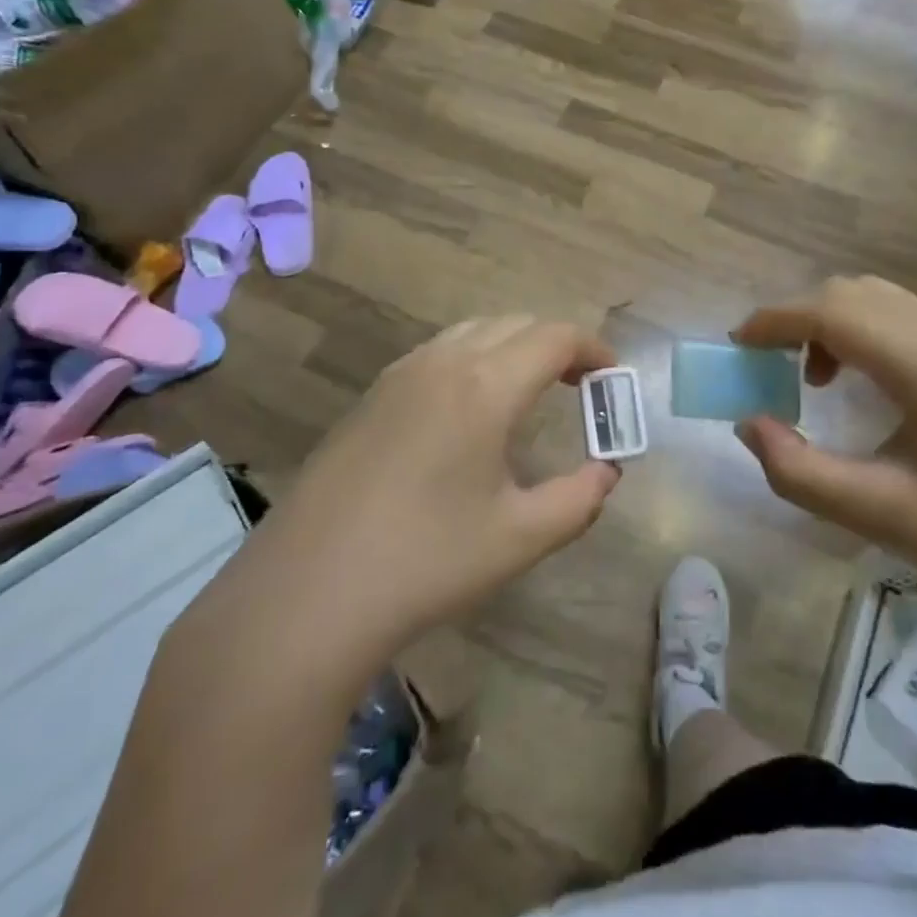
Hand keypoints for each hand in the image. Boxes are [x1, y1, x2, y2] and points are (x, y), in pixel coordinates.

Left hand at [241, 315, 621, 664]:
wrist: (305, 593)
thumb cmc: (425, 562)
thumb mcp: (520, 537)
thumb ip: (579, 499)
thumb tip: (606, 473)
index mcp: (485, 385)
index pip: (555, 337)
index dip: (593, 349)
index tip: (611, 378)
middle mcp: (443, 361)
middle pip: (516, 324)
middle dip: (557, 345)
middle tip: (580, 386)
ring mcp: (400, 374)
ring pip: (474, 331)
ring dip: (513, 347)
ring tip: (531, 392)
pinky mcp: (371, 395)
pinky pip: (438, 352)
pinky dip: (474, 358)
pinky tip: (471, 410)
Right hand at [732, 277, 916, 622]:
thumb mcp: (871, 512)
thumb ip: (796, 469)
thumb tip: (748, 424)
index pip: (831, 311)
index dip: (775, 320)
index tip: (737, 345)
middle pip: (851, 293)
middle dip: (798, 318)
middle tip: (767, 365)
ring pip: (877, 298)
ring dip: (831, 321)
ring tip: (812, 378)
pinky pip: (901, 317)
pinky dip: (861, 330)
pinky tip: (858, 383)